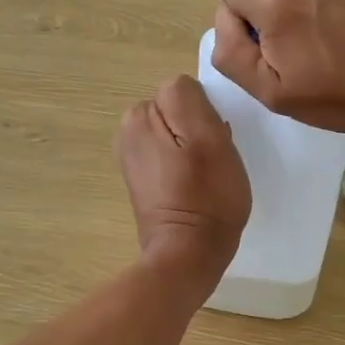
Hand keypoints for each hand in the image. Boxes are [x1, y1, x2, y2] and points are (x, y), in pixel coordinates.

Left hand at [116, 75, 250, 289]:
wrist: (189, 254)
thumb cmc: (207, 196)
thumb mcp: (209, 138)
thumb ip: (190, 99)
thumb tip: (183, 90)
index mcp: (139, 116)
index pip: (184, 91)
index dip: (207, 114)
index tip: (216, 141)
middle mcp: (128, 131)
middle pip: (178, 111)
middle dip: (199, 129)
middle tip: (214, 160)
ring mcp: (133, 157)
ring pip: (177, 133)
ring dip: (195, 147)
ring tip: (207, 175)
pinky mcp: (143, 179)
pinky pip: (172, 155)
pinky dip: (186, 165)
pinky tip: (197, 186)